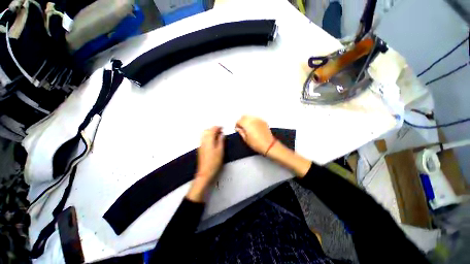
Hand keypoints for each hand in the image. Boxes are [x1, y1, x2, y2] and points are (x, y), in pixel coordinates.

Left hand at [187, 126, 223, 201]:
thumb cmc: (214, 162)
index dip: (218, 127)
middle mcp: (203, 141)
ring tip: (217, 135)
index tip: (223, 128)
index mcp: (209, 140)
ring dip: (210, 132)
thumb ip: (221, 141)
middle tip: (220, 131)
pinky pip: (204, 138)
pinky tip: (213, 141)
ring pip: (204, 134)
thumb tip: (222, 134)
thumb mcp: (220, 150)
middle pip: (207, 130)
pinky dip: (208, 136)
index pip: (212, 129)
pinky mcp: (201, 148)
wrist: (205, 172)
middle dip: (214, 129)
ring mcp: (201, 145)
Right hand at [235, 116, 275, 154]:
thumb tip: (238, 128)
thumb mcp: (246, 139)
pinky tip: (254, 127)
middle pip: (244, 116)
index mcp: (247, 124)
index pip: (239, 121)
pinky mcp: (263, 121)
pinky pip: (256, 118)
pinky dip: (253, 121)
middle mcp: (253, 120)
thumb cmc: (256, 144)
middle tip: (242, 127)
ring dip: (247, 120)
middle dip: (241, 121)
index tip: (237, 129)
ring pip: (250, 116)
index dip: (237, 125)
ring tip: (248, 127)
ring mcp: (259, 120)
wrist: (269, 145)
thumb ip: (241, 132)